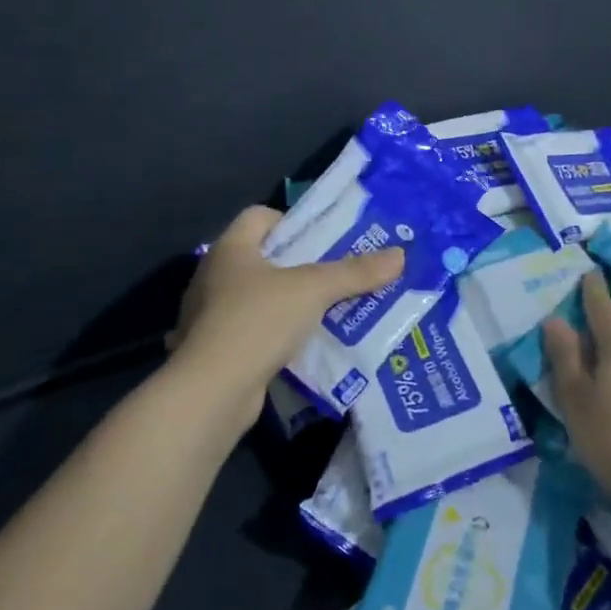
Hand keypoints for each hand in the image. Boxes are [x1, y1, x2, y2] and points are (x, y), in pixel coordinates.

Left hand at [164, 205, 404, 431]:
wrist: (210, 393)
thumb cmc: (257, 321)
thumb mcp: (313, 290)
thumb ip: (355, 272)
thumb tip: (401, 255)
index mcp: (230, 248)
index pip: (259, 216)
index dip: (292, 222)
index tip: (322, 240)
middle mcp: (214, 275)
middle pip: (262, 257)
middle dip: (299, 265)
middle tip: (336, 274)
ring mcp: (209, 315)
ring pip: (258, 297)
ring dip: (289, 303)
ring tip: (327, 311)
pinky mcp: (213, 350)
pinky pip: (251, 332)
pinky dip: (275, 335)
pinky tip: (302, 346)